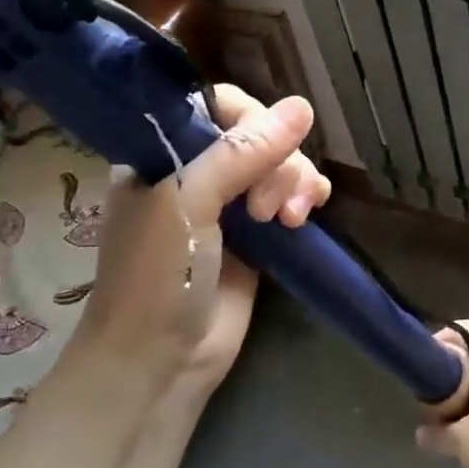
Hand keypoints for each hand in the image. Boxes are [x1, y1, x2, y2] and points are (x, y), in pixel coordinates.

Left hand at [51, 85, 329, 396]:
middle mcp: (198, 171)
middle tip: (266, 208)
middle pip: (257, 134)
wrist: (161, 361)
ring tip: (290, 219)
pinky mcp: (258, 235)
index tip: (261, 151)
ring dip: (295, 181)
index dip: (249, 120)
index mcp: (163, 152)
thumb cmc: (159, 275)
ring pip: (280, 164)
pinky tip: (309, 213)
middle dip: (276, 162)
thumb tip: (303, 107)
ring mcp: (229, 204)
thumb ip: (242, 153)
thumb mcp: (189, 202)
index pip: (216, 107)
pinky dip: (306, 197)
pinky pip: (291, 197)